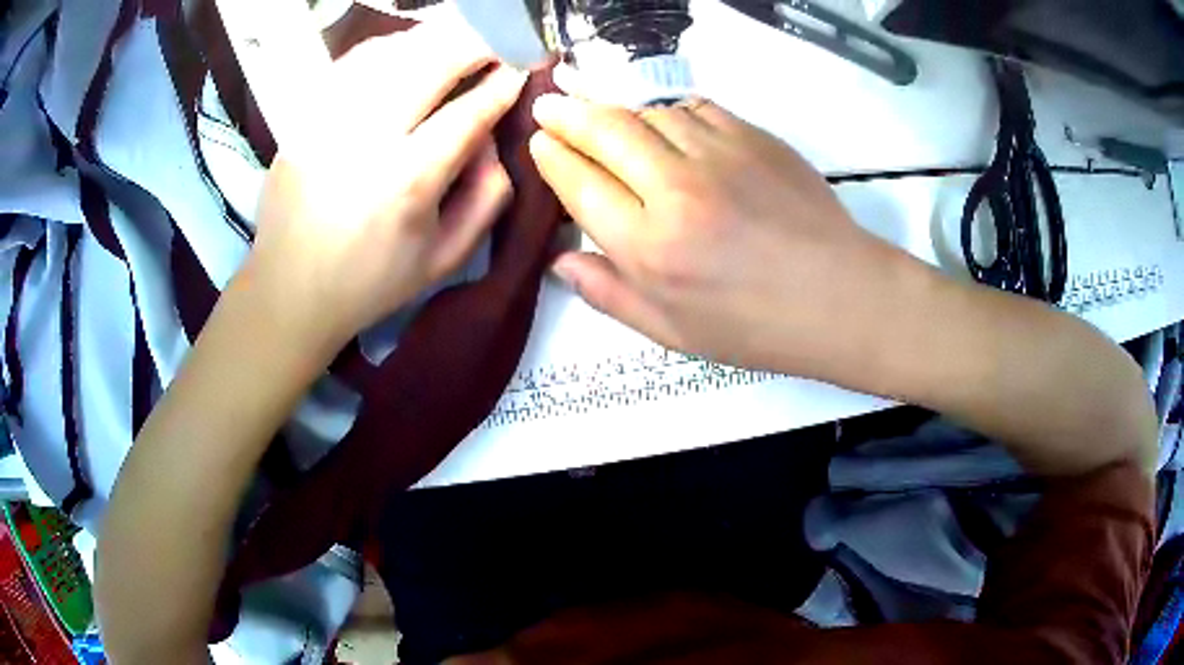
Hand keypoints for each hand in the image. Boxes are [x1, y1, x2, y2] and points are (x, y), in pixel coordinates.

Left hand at [246, 19, 527, 352]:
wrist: (289, 290)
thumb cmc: (371, 281)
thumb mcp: (447, 258)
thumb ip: (489, 195)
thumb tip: (493, 136)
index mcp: (407, 181)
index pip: (469, 112)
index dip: (501, 86)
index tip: (517, 74)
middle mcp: (365, 139)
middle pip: (430, 63)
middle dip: (472, 49)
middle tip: (487, 55)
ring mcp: (326, 122)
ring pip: (390, 52)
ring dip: (430, 43)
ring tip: (448, 51)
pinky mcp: (301, 118)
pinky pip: (349, 62)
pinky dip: (385, 49)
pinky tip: (401, 57)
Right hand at [529, 95, 910, 377]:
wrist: (839, 296)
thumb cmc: (756, 326)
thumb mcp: (674, 331)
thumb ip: (610, 294)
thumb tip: (561, 261)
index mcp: (650, 247)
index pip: (580, 183)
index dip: (553, 156)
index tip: (540, 141)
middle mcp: (675, 190)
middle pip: (605, 131)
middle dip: (568, 114)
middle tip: (550, 104)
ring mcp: (718, 155)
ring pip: (648, 113)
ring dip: (617, 111)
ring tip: (603, 115)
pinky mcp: (752, 137)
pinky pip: (693, 108)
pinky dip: (668, 112)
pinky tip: (664, 123)